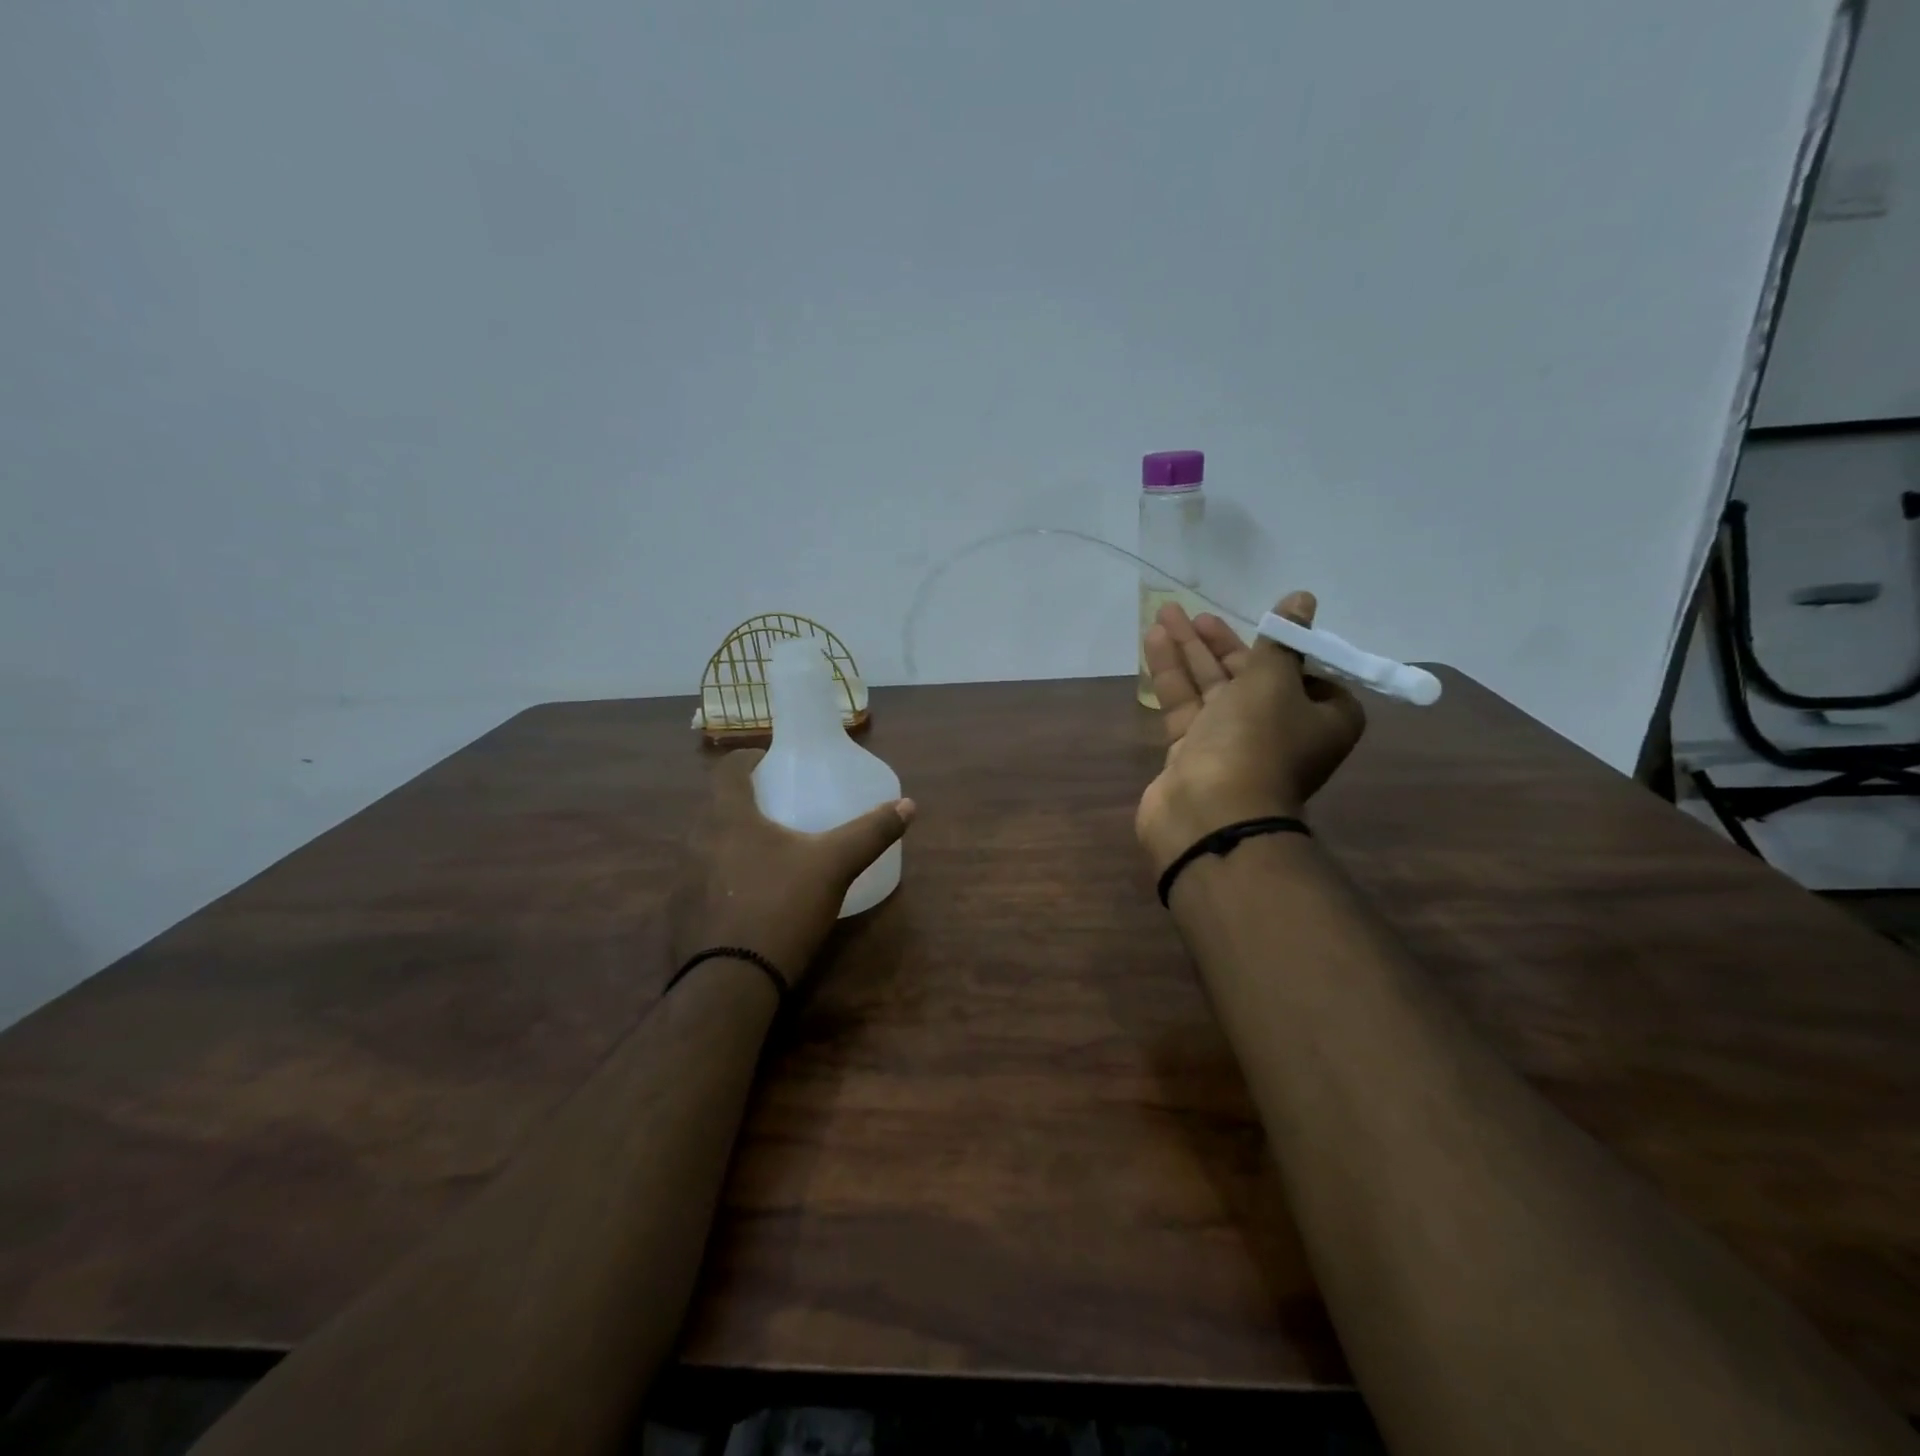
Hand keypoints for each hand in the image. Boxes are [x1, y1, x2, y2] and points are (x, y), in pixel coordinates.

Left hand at [671, 748, 914, 985]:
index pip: (727, 768)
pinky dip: (724, 879)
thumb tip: (908, 805)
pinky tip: (749, 900)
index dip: (749, 759)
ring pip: (708, 845)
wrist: (729, 984)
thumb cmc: (781, 907)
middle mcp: (695, 840)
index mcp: (727, 817)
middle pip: (717, 807)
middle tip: (780, 810)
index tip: (772, 763)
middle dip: (745, 803)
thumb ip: (870, 833)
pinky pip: (702, 883)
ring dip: (732, 842)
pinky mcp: (679, 916)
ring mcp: (682, 881)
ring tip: (768, 855)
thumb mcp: (834, 866)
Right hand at [1136, 590, 1365, 867]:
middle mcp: (1280, 731)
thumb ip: (1280, 640)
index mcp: (1320, 718)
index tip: (1262, 627)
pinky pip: (1184, 705)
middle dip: (1220, 643)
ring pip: (1211, 688)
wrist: (1210, 813)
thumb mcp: (1273, 681)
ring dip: (1189, 651)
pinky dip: (1171, 674)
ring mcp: (1233, 744)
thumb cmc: (1255, 741)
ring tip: (1165, 612)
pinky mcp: (1193, 752)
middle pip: (1250, 676)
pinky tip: (1153, 640)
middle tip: (1193, 612)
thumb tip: (1302, 598)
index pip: (1308, 674)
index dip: (1284, 649)